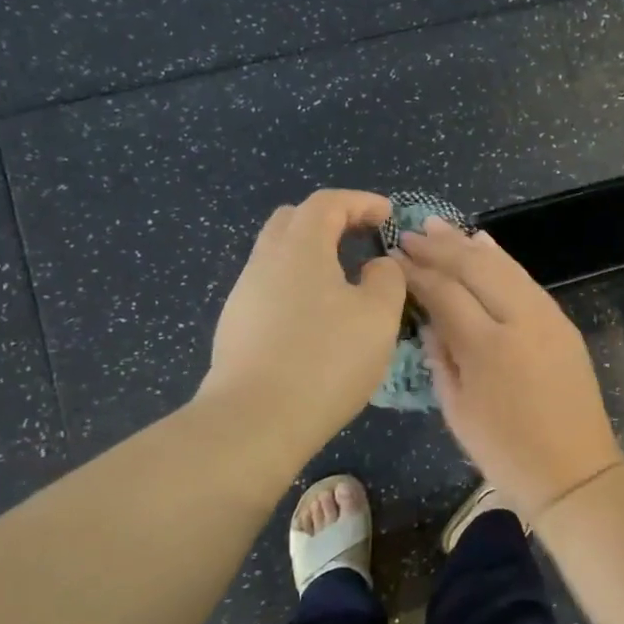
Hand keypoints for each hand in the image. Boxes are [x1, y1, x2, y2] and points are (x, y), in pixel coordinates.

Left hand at [197, 190, 407, 455]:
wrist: (255, 421)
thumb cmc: (326, 360)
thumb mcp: (378, 316)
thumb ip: (387, 279)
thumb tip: (377, 266)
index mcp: (300, 248)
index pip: (328, 203)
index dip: (361, 201)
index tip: (388, 215)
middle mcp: (264, 261)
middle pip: (293, 221)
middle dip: (330, 221)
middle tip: (361, 239)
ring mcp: (243, 295)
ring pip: (278, 257)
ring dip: (312, 257)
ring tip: (344, 283)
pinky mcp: (235, 328)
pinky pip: (270, 290)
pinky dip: (298, 288)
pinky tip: (316, 322)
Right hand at [397, 220, 623, 516]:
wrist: (575, 472)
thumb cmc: (506, 453)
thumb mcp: (457, 412)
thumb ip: (440, 358)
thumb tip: (429, 320)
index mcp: (487, 348)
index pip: (444, 293)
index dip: (416, 273)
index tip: (393, 258)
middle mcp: (519, 321)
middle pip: (474, 268)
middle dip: (439, 248)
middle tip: (409, 233)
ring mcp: (547, 317)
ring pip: (503, 266)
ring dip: (468, 244)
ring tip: (438, 227)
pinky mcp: (562, 322)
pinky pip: (526, 279)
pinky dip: (501, 258)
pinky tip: (483, 244)